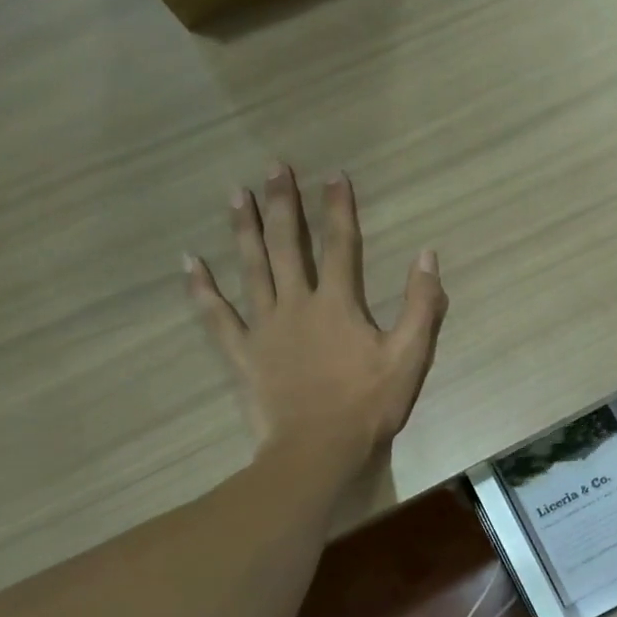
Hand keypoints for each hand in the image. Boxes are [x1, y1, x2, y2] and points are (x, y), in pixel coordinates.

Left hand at [185, 164, 446, 471]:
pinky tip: (189, 263)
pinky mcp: (243, 354)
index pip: (339, 245)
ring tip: (235, 194)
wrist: (319, 449)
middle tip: (273, 167)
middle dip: (282, 204)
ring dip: (243, 230)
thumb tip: (427, 256)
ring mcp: (264, 328)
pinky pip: (217, 316)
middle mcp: (296, 304)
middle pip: (286, 246)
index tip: (333, 175)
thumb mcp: (409, 357)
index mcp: (338, 304)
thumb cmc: (368, 405)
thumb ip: (420, 306)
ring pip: (250, 269)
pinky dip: (201, 289)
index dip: (338, 208)